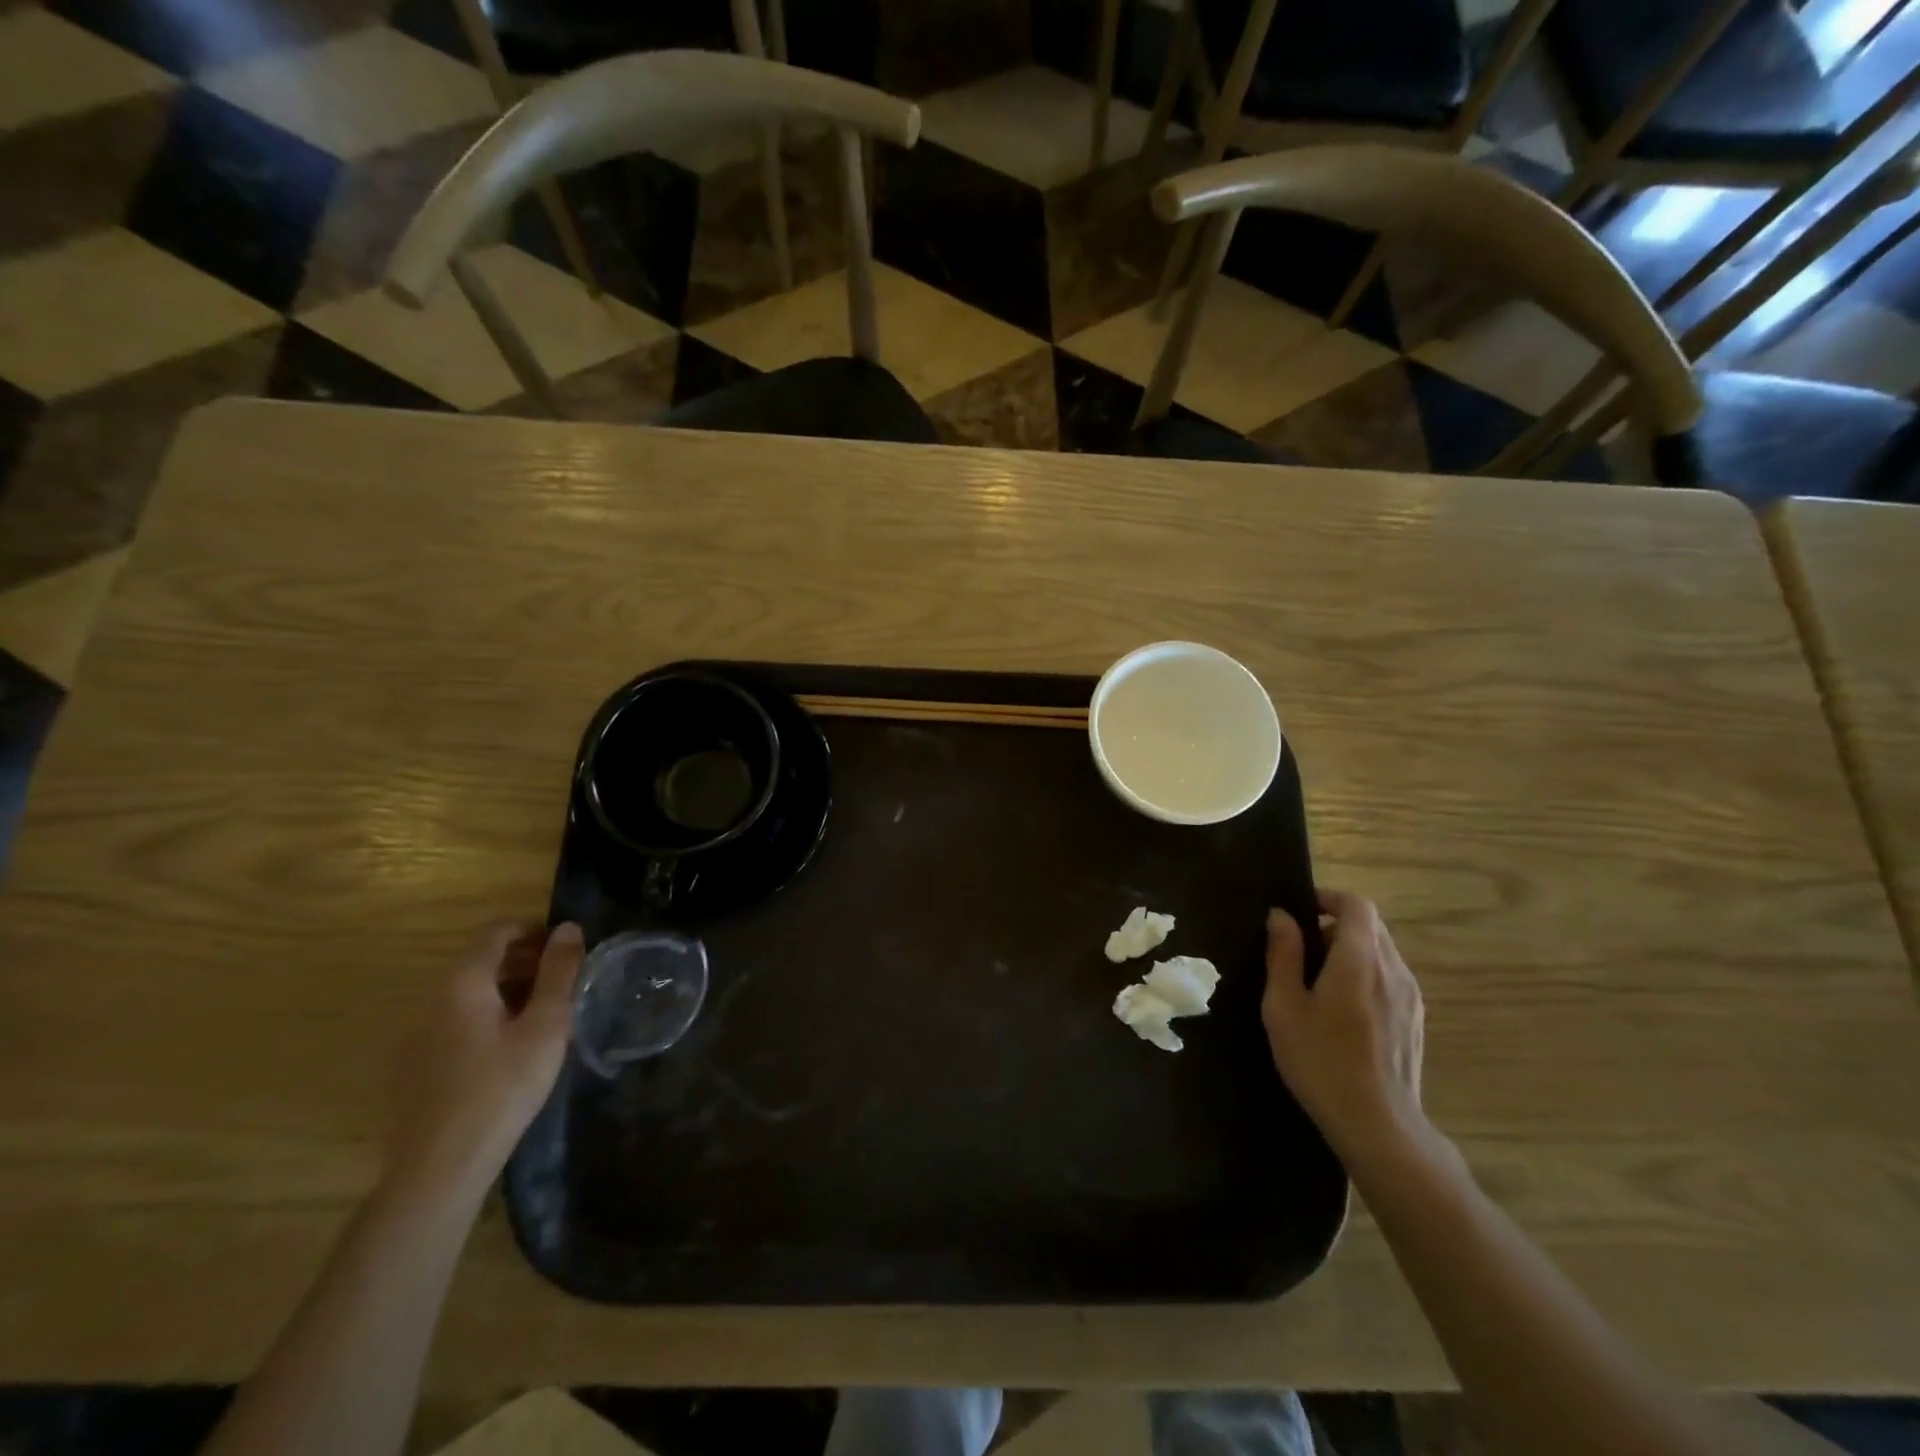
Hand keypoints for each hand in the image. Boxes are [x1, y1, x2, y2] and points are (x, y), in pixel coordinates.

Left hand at [387, 922, 583, 1198]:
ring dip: (512, 992)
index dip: (537, 931)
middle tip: (568, 984)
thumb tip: (569, 927)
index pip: (499, 932)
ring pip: (474, 994)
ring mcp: (420, 1033)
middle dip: (528, 963)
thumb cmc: (502, 1087)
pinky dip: (491, 1018)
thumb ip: (559, 972)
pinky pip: (460, 1022)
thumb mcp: (546, 1025)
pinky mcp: (417, 1064)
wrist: (440, 1168)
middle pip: (485, 961)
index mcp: (463, 982)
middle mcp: (434, 998)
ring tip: (548, 1017)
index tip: (570, 949)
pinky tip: (514, 1050)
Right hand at [1263, 891, 1426, 1159]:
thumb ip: (1283, 955)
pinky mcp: (1416, 1019)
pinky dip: (1365, 975)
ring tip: (1318, 982)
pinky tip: (1343, 1011)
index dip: (1329, 898)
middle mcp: (1393, 969)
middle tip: (1301, 949)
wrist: (1378, 1125)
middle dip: (1335, 925)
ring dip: (1350, 951)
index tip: (1300, 910)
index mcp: (1359, 959)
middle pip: (1370, 926)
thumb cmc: (1321, 1061)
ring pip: (1381, 952)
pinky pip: (1389, 977)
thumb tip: (1281, 916)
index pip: (1357, 905)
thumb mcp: (1284, 1006)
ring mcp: (1410, 996)